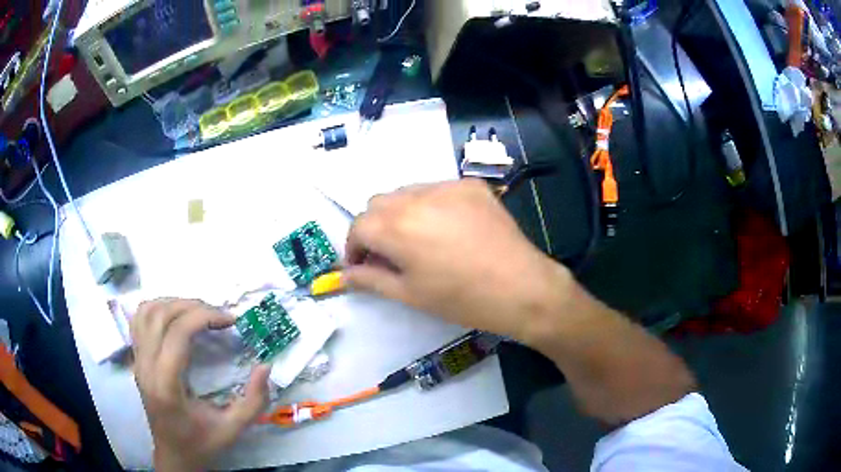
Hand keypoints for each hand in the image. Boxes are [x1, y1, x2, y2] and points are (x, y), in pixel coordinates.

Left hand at [130, 299, 269, 471]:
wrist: (174, 454)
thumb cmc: (202, 443)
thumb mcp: (233, 429)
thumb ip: (253, 400)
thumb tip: (265, 365)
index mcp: (167, 384)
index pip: (178, 332)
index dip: (205, 316)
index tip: (231, 320)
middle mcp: (146, 367)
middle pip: (162, 315)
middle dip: (193, 306)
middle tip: (219, 315)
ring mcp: (137, 361)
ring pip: (147, 311)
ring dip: (174, 303)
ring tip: (198, 312)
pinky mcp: (136, 359)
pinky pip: (139, 320)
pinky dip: (157, 308)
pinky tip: (174, 316)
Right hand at [344, 180, 571, 341]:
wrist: (522, 287)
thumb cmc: (462, 299)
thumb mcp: (410, 294)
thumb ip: (371, 280)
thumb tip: (344, 276)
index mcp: (396, 226)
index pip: (358, 225)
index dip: (354, 247)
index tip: (363, 266)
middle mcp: (416, 196)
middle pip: (378, 203)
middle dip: (375, 227)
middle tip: (391, 255)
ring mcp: (447, 185)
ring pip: (406, 192)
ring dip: (401, 213)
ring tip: (420, 240)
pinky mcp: (471, 185)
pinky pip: (437, 189)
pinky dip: (431, 205)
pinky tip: (448, 228)